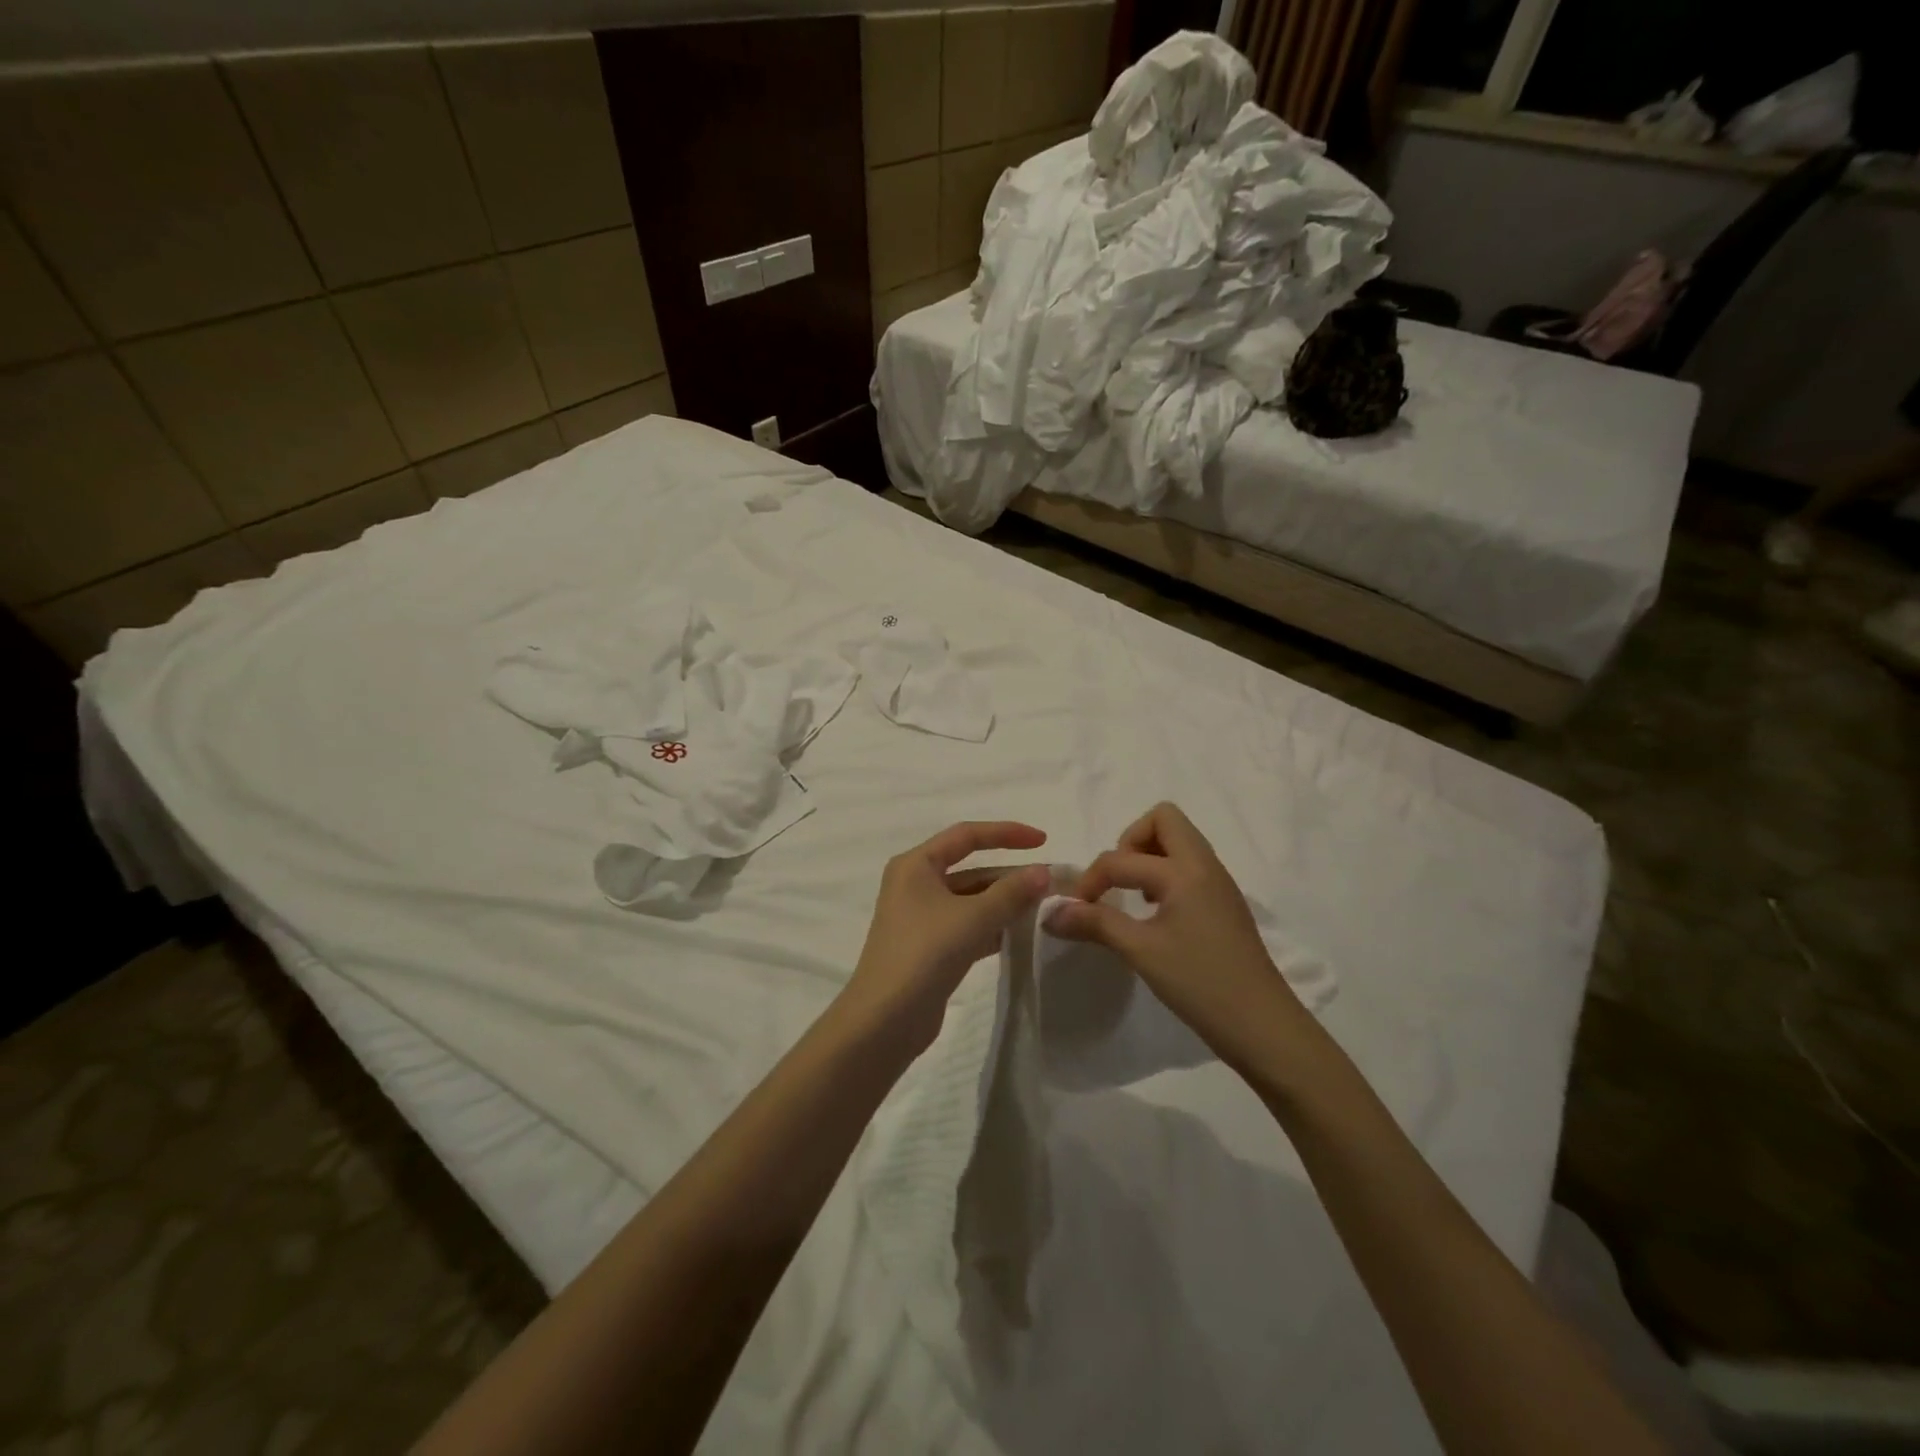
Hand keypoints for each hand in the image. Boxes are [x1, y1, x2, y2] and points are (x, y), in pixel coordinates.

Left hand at [844, 821, 1051, 1054]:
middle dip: (1010, 874)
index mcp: (916, 865)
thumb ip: (1011, 893)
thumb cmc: (925, 954)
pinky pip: (968, 924)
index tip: (1043, 840)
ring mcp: (921, 917)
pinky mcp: (929, 947)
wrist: (885, 1020)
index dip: (1006, 833)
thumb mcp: (973, 918)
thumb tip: (1043, 872)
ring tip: (1044, 907)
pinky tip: (1021, 934)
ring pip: (971, 899)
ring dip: (1004, 901)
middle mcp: (915, 884)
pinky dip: (993, 925)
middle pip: (970, 868)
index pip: (966, 835)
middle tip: (1050, 882)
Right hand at [1045, 802, 1306, 1072]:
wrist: (1263, 1026)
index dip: (1091, 880)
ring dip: (1147, 857)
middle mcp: (1205, 865)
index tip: (1076, 910)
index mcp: (1186, 871)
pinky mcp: (1223, 902)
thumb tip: (1048, 912)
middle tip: (1116, 881)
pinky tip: (1155, 913)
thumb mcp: (1141, 951)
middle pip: (1163, 820)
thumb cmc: (1200, 983)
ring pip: (1178, 841)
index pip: (1122, 858)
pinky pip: (1188, 866)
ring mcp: (1218, 882)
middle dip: (1129, 842)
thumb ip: (1094, 924)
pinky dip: (1164, 875)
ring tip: (1133, 897)